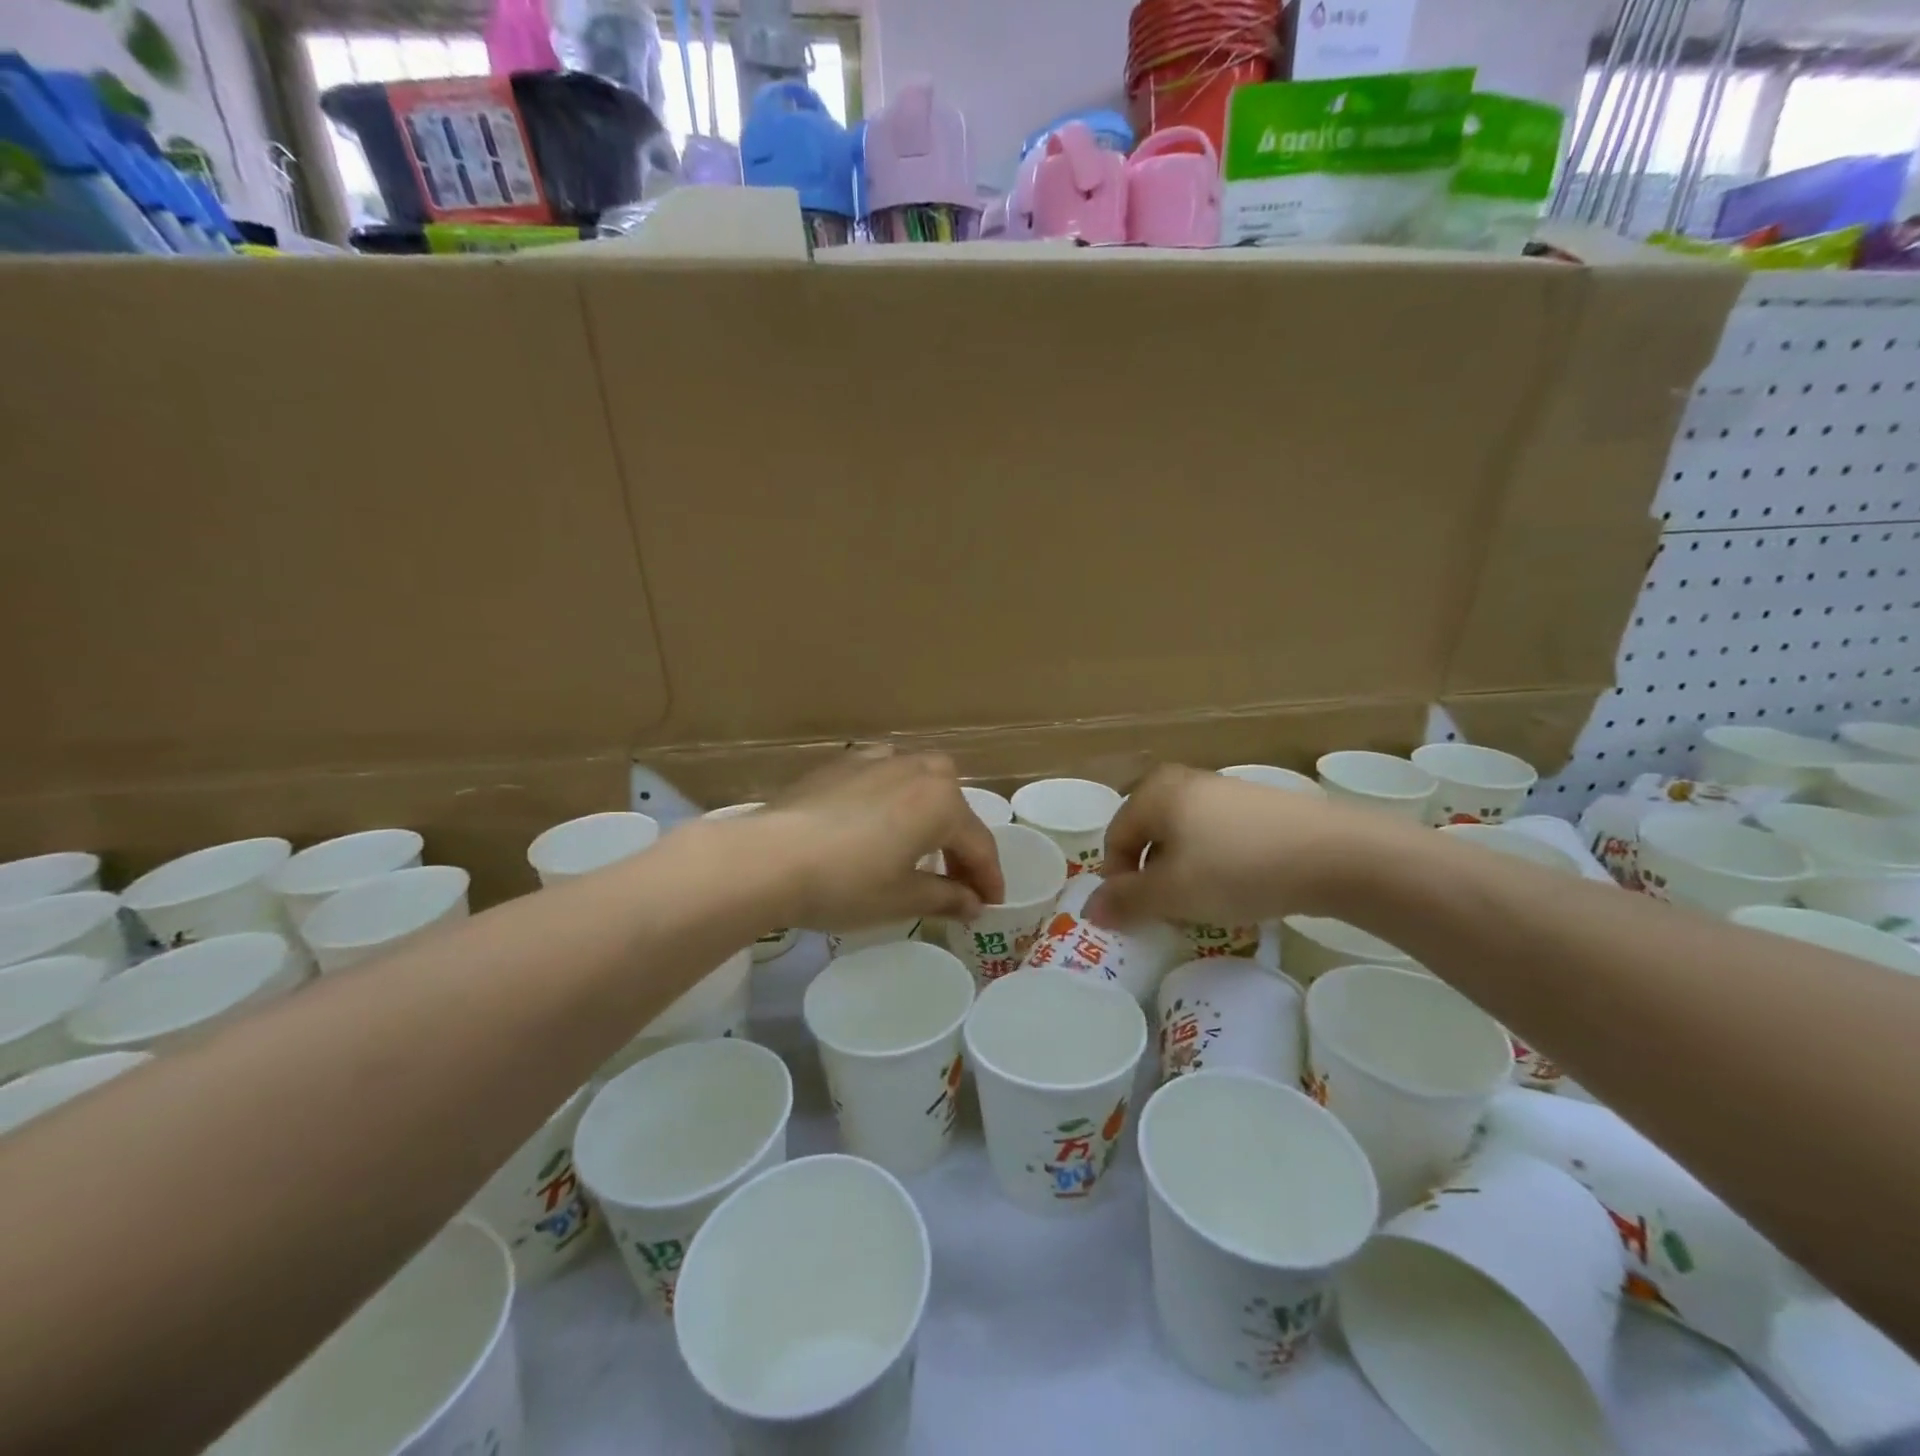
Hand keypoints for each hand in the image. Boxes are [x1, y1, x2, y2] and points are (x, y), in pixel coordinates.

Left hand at [751, 751, 1005, 933]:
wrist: (768, 857)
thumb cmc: (846, 883)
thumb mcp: (902, 899)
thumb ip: (946, 897)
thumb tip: (973, 903)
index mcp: (942, 802)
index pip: (979, 844)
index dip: (988, 878)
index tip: (991, 905)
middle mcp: (918, 770)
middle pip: (954, 806)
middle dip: (961, 843)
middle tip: (957, 880)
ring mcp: (878, 759)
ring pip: (922, 781)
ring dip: (931, 812)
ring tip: (919, 845)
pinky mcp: (844, 762)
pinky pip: (885, 773)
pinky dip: (895, 794)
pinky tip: (879, 814)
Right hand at [1089, 763, 1392, 928]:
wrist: (1334, 854)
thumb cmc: (1236, 868)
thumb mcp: (1172, 892)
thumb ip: (1126, 901)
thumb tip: (1090, 909)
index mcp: (1153, 792)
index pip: (1115, 839)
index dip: (1118, 882)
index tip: (1139, 916)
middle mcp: (1182, 781)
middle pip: (1148, 838)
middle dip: (1152, 879)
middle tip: (1170, 912)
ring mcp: (1223, 790)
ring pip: (1183, 839)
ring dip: (1184, 875)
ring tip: (1207, 905)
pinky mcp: (1257, 806)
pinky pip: (1217, 838)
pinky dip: (1215, 865)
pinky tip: (1239, 888)